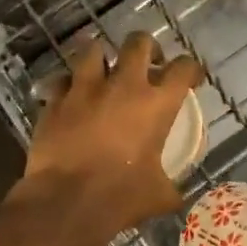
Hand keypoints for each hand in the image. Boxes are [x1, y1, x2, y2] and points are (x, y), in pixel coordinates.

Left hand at [13, 32, 204, 245]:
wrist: (67, 203)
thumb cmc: (121, 197)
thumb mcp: (158, 195)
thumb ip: (170, 187)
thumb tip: (175, 196)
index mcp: (156, 104)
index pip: (183, 68)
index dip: (191, 69)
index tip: (190, 78)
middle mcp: (123, 86)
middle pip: (139, 42)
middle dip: (147, 47)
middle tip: (148, 63)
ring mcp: (85, 89)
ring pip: (93, 49)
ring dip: (101, 57)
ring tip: (104, 71)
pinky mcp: (55, 101)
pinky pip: (61, 81)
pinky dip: (68, 86)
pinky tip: (70, 97)